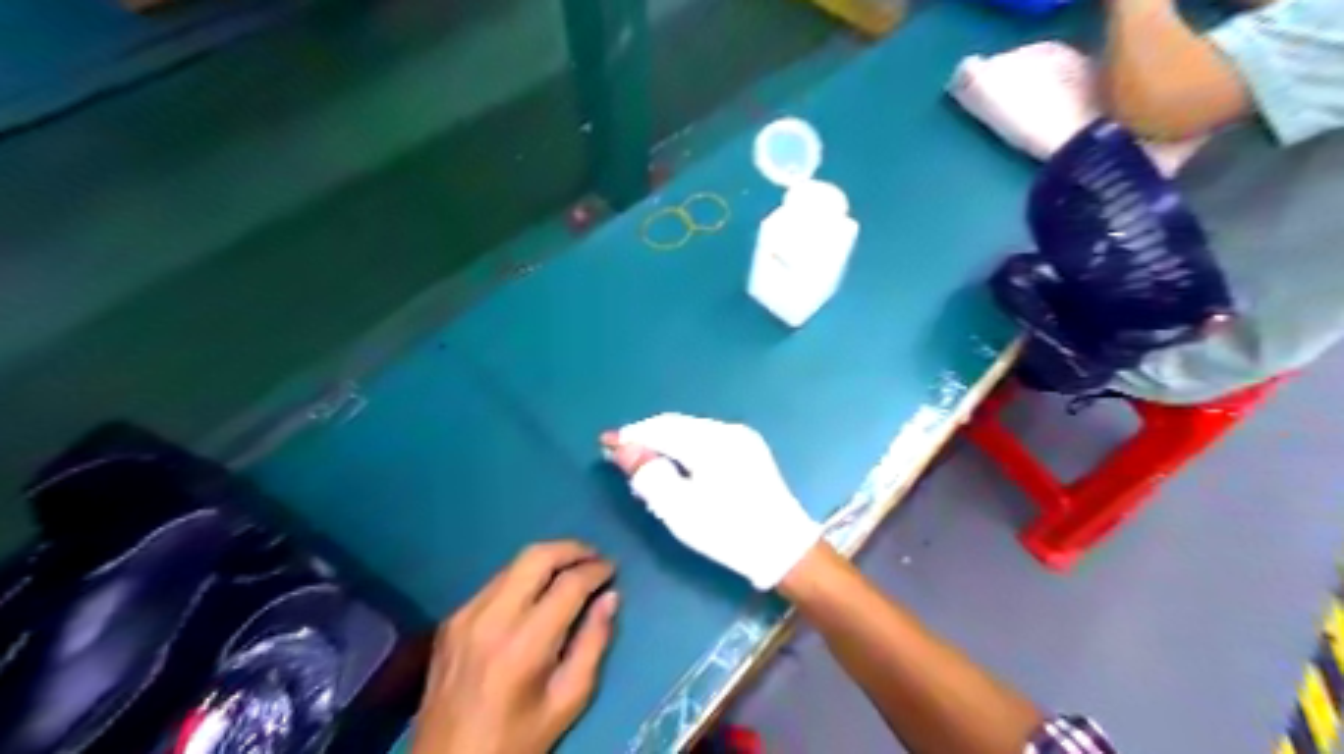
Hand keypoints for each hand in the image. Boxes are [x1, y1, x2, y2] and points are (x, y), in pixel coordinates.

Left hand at [410, 541, 618, 753]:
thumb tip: (611, 597)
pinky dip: (523, 578)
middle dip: (572, 548)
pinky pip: (495, 583)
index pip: (568, 585)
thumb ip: (594, 644)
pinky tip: (537, 593)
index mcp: (524, 644)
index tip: (613, 569)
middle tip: (595, 556)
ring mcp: (465, 615)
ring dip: (548, 559)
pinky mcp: (451, 619)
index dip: (596, 570)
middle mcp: (492, 618)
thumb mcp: (568, 701)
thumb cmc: (517, 739)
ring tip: (572, 569)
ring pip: (514, 563)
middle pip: (536, 556)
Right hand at [607, 415, 817, 590]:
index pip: (661, 428)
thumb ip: (648, 474)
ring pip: (692, 432)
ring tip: (647, 470)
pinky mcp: (750, 451)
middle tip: (624, 461)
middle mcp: (728, 430)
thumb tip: (623, 448)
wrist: (784, 550)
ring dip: (666, 445)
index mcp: (712, 441)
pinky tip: (677, 470)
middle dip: (648, 440)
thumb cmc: (728, 531)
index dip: (632, 435)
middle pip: (677, 426)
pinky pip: (707, 441)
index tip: (605, 443)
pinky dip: (686, 450)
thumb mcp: (679, 509)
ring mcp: (743, 438)